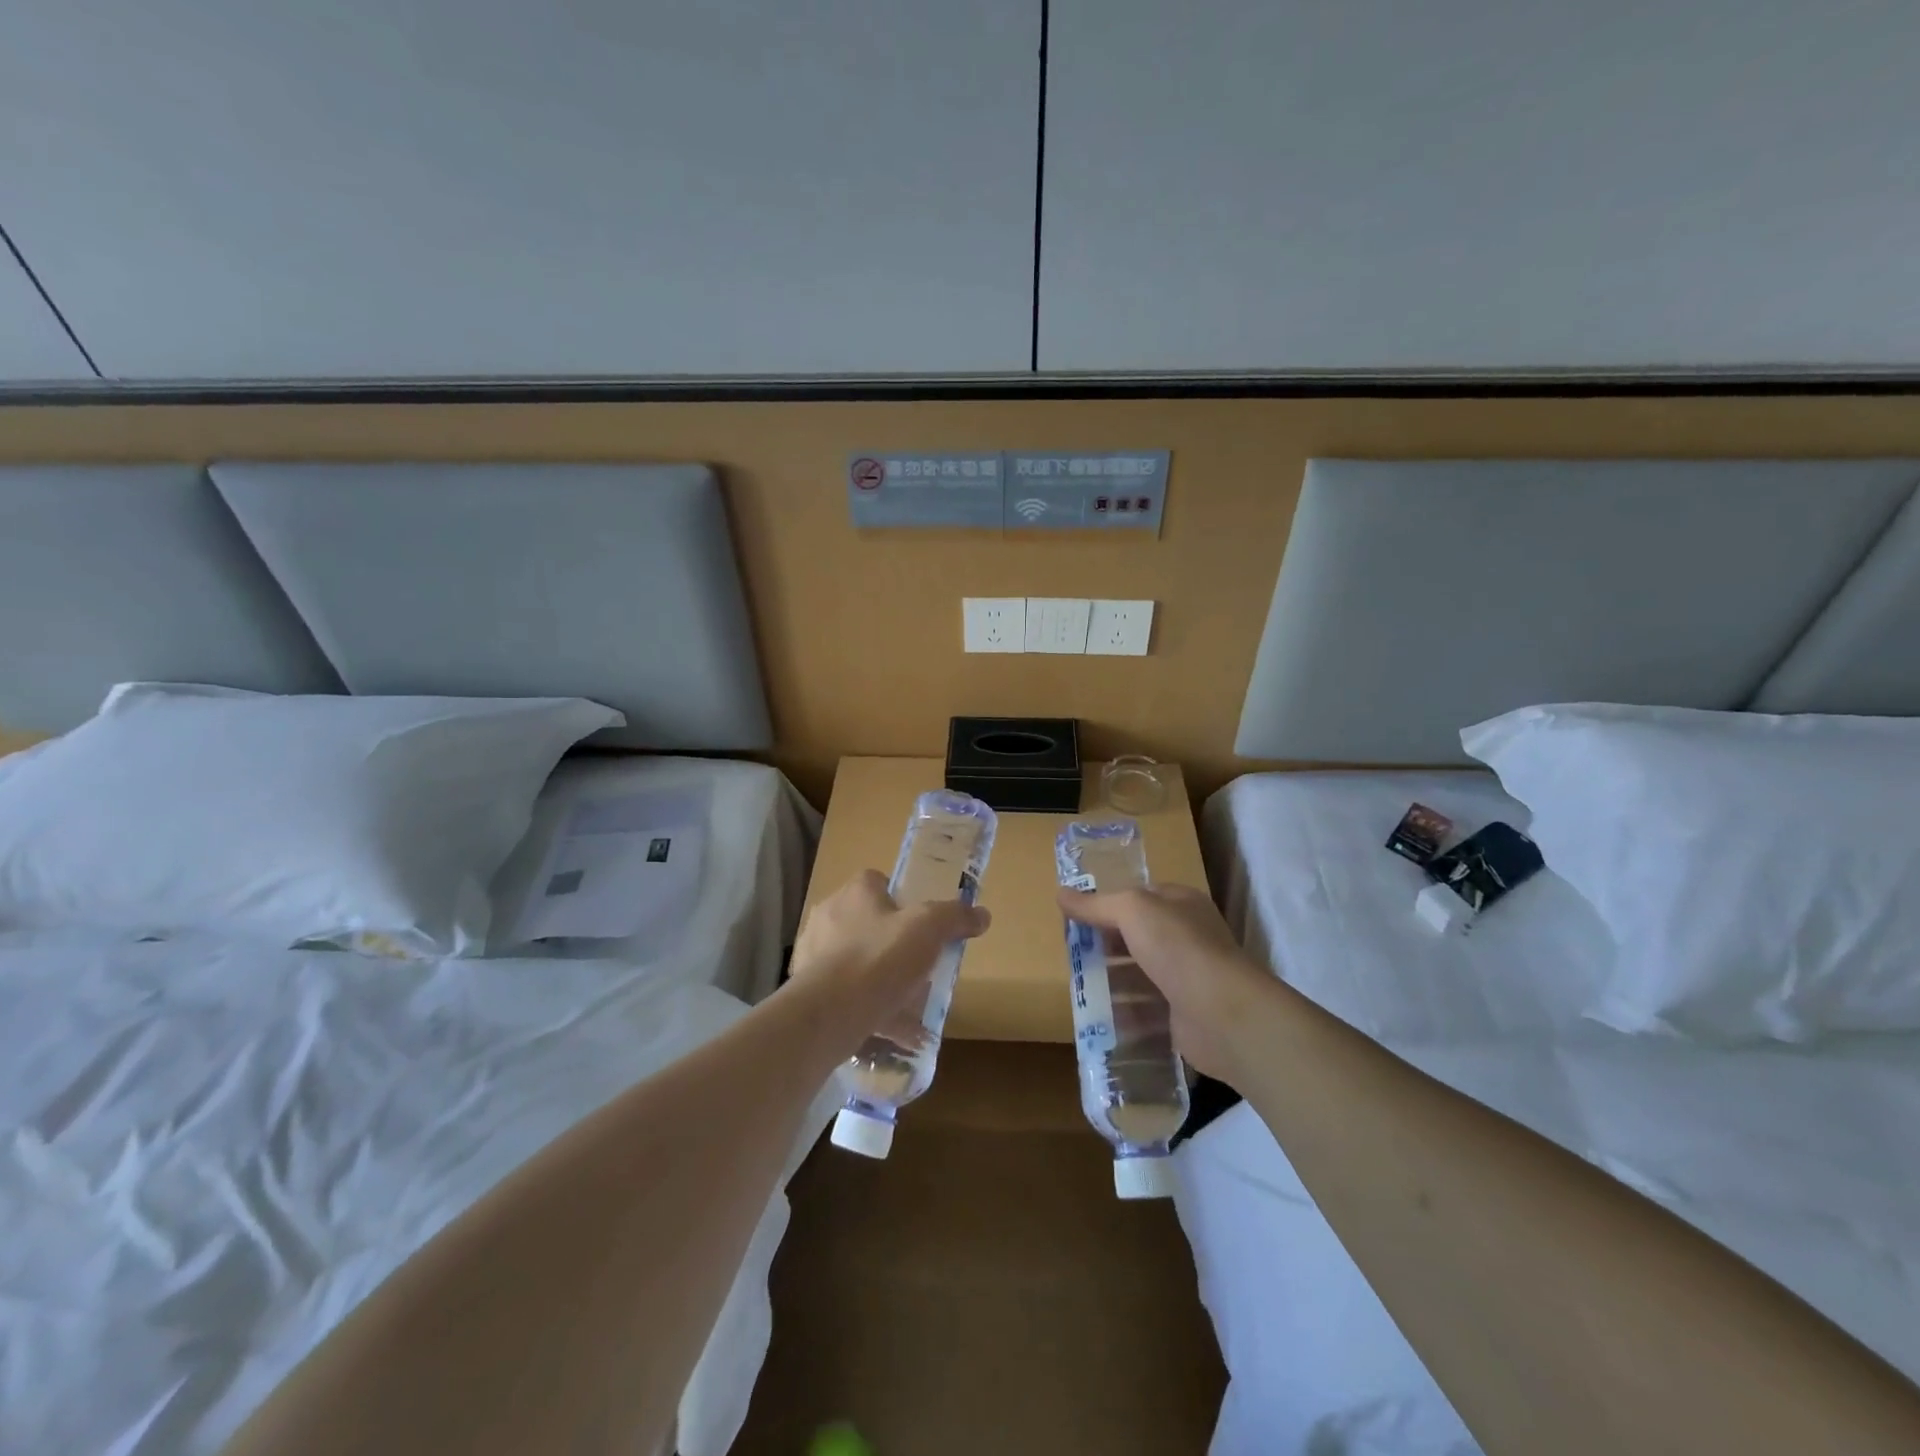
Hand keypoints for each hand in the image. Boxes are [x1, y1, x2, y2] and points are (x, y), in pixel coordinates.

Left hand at [791, 870, 990, 1043]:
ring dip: (880, 978)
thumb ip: (955, 917)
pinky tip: (895, 1031)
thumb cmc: (879, 959)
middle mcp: (829, 916)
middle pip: (868, 921)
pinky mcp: (808, 990)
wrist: (828, 1014)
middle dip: (892, 941)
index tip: (923, 922)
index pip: (878, 881)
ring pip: (856, 961)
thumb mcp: (929, 929)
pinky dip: (869, 1008)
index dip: (902, 898)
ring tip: (909, 1003)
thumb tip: (982, 914)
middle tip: (919, 963)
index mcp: (855, 892)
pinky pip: (846, 995)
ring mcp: (814, 954)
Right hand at [1056, 883, 1267, 1081]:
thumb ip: (1096, 905)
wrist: (1222, 1014)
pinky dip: (1125, 1014)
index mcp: (1181, 904)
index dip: (1108, 905)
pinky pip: (1148, 1011)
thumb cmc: (1178, 948)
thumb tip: (1060, 893)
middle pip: (1137, 937)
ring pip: (1141, 975)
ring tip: (1079, 989)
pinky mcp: (1184, 1015)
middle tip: (1072, 955)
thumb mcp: (1131, 911)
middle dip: (1105, 946)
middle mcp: (1187, 937)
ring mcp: (1188, 978)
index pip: (1139, 897)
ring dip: (1112, 982)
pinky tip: (1099, 1020)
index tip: (1075, 918)